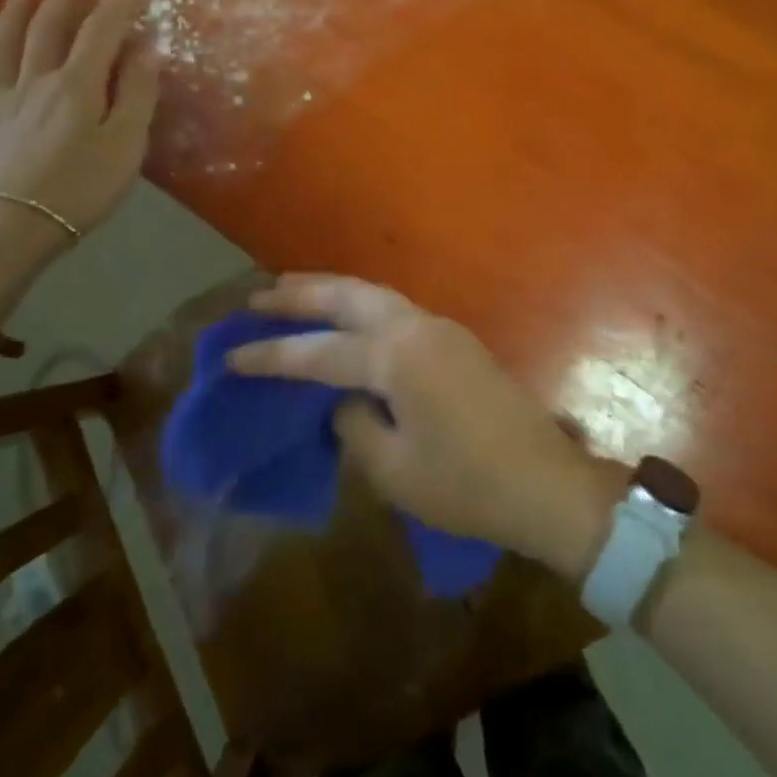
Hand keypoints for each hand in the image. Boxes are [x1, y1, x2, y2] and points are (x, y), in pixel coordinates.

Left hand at [0, 0, 159, 244]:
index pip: (100, 31)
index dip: (117, 1)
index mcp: (75, 84)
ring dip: (11, 18)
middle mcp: (34, 82)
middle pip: (47, 29)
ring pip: (2, 49)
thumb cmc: (81, 187)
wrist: (11, 228)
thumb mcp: (126, 142)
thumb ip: (137, 93)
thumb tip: (146, 49)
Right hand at [229, 275, 622, 581]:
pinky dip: (362, 306)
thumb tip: (344, 399)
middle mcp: (417, 327)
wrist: (545, 484)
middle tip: (259, 297)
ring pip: (375, 295)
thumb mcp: (394, 469)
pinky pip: (396, 309)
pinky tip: (347, 319)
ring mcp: (441, 329)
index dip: (271, 356)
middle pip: (348, 298)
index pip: (318, 352)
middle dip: (301, 294)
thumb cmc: (466, 485)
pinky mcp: (456, 341)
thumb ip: (355, 425)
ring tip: (294, 292)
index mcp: (396, 357)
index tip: (231, 355)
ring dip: (333, 292)